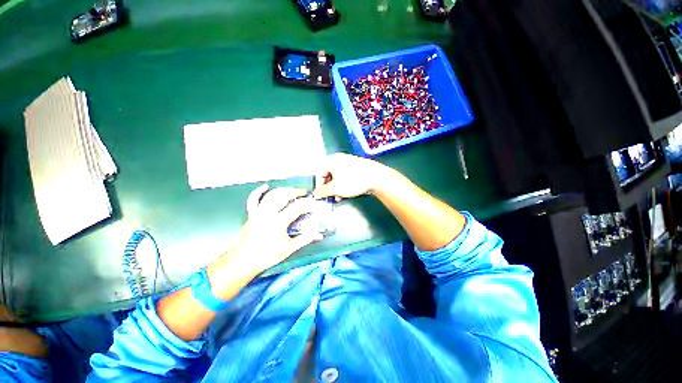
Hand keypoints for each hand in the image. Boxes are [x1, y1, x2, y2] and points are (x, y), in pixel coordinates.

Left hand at [208, 185, 321, 296]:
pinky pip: (254, 199)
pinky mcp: (251, 214)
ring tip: (291, 190)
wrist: (243, 261)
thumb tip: (318, 235)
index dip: (307, 204)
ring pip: (271, 195)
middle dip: (295, 192)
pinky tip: (265, 187)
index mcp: (279, 222)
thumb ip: (304, 239)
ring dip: (283, 190)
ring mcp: (258, 212)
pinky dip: (259, 192)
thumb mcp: (289, 248)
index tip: (313, 204)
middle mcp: (268, 213)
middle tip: (303, 192)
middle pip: (283, 196)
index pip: (297, 207)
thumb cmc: (267, 256)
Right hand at [313, 153, 393, 198]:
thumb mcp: (335, 188)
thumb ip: (323, 192)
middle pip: (328, 175)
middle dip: (328, 188)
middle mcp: (339, 159)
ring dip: (335, 188)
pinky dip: (343, 184)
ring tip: (338, 197)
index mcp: (332, 160)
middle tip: (330, 197)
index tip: (321, 196)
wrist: (376, 177)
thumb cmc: (353, 181)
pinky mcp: (356, 167)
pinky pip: (345, 176)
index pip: (319, 173)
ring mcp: (348, 162)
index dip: (319, 186)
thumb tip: (315, 194)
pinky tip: (346, 192)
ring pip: (337, 177)